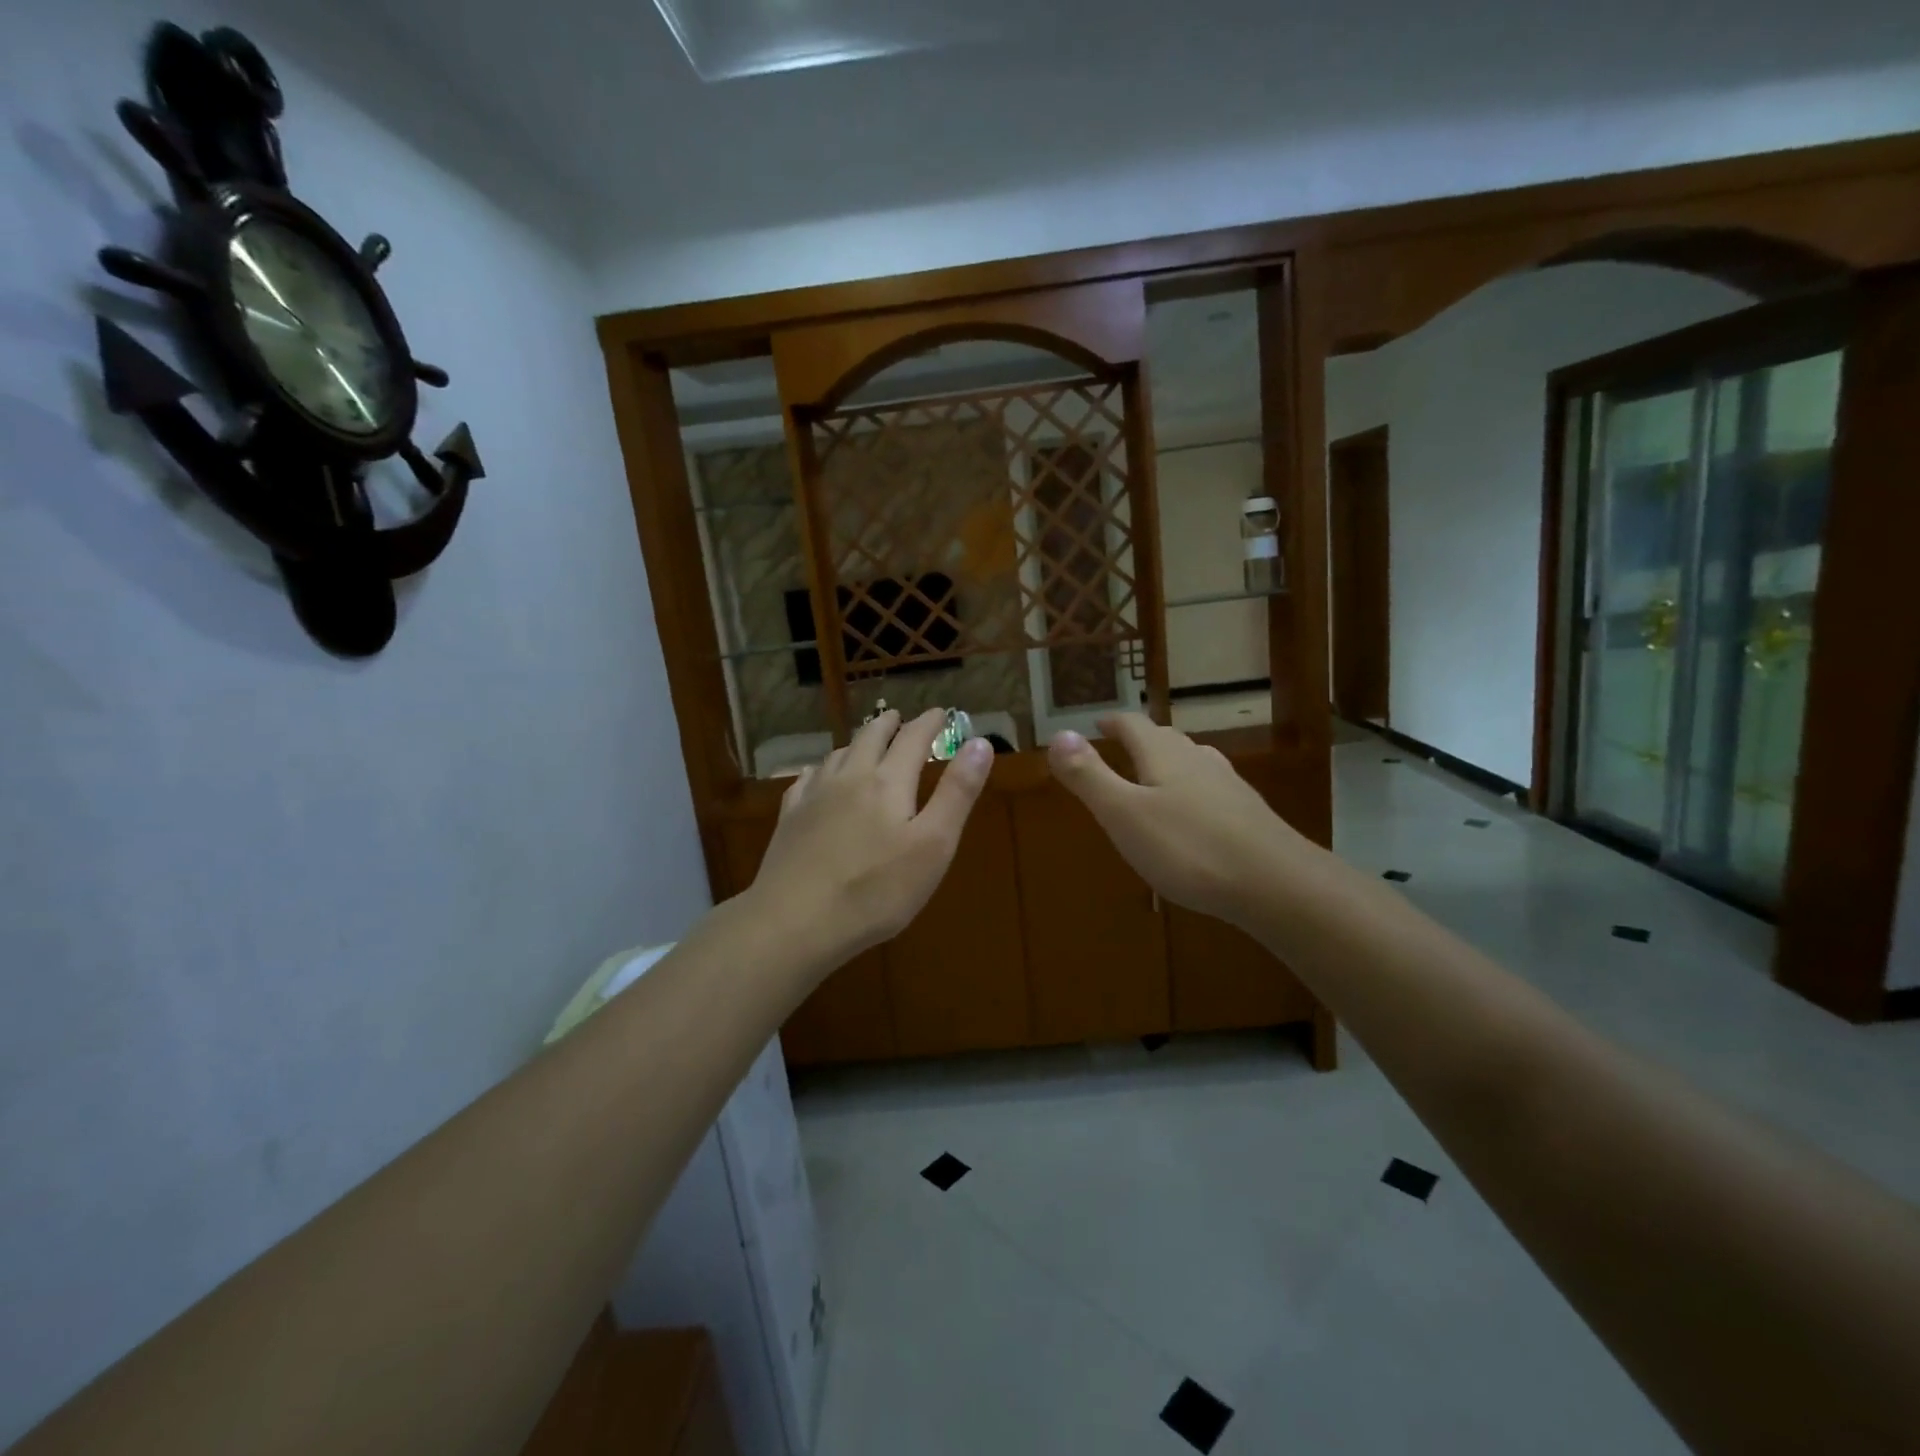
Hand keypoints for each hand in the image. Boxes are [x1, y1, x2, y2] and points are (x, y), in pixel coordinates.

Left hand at [748, 708, 993, 970]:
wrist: (795, 921)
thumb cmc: (876, 890)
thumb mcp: (933, 845)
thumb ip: (957, 793)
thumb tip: (979, 743)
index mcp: (888, 782)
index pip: (912, 738)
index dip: (929, 723)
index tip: (941, 712)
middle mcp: (849, 777)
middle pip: (870, 737)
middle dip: (889, 724)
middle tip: (900, 718)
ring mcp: (814, 796)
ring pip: (838, 754)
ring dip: (857, 743)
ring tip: (865, 744)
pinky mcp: (789, 818)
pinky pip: (807, 779)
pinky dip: (822, 768)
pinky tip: (818, 777)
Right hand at [1047, 713, 1308, 926]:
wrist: (1275, 884)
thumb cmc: (1188, 848)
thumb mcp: (1124, 814)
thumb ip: (1089, 776)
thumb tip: (1058, 733)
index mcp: (1163, 755)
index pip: (1134, 725)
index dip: (1114, 722)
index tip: (1099, 722)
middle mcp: (1198, 760)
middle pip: (1165, 739)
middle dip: (1141, 739)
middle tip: (1122, 745)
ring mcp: (1228, 786)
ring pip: (1192, 761)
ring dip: (1170, 762)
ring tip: (1156, 773)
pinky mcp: (1248, 814)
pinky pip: (1211, 789)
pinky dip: (1192, 790)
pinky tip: (1195, 814)